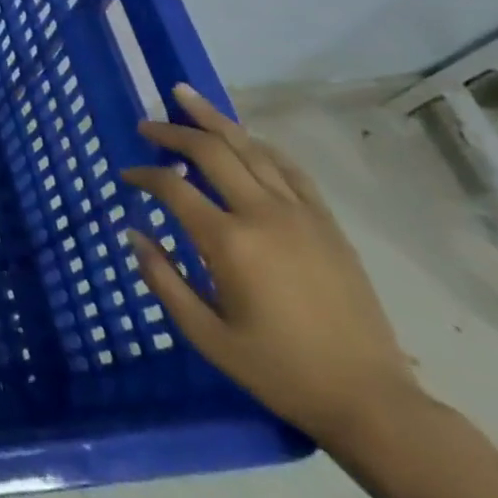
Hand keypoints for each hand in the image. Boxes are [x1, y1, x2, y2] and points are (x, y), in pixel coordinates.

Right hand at [121, 85, 417, 447]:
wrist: (371, 400)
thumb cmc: (279, 371)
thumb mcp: (207, 336)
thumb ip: (163, 280)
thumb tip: (134, 234)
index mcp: (229, 242)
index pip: (173, 188)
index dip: (143, 176)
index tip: (126, 176)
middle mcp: (263, 214)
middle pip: (210, 152)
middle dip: (172, 133)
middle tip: (146, 125)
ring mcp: (301, 214)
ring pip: (250, 148)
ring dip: (214, 120)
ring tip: (185, 97)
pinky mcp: (327, 224)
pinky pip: (289, 169)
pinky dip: (259, 146)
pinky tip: (244, 137)